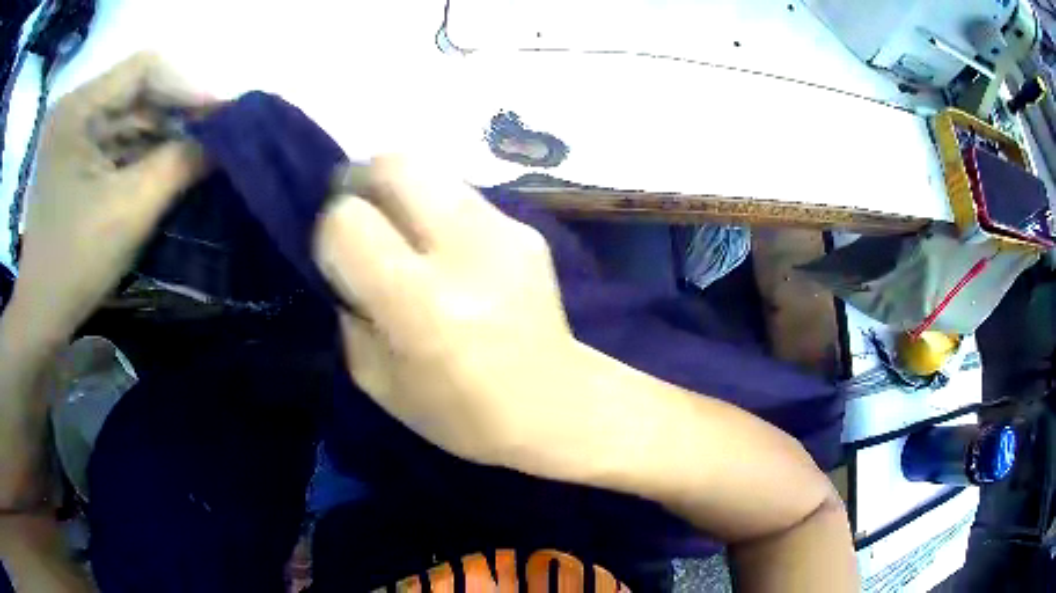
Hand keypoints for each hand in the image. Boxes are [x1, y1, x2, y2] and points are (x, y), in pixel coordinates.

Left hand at [10, 52, 209, 343]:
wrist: (40, 317)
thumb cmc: (74, 262)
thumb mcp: (129, 210)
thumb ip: (180, 164)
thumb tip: (227, 138)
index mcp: (77, 109)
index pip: (142, 70)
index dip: (185, 86)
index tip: (221, 113)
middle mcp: (73, 111)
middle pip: (134, 93)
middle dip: (175, 114)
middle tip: (215, 135)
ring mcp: (70, 136)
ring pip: (126, 119)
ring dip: (161, 136)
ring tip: (197, 153)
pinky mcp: (71, 160)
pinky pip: (114, 143)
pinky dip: (141, 154)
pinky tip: (166, 168)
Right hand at [314, 157, 578, 467]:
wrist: (555, 405)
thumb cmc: (461, 412)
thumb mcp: (378, 379)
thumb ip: (350, 310)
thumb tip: (345, 259)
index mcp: (422, 305)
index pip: (349, 221)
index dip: (332, 231)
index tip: (338, 256)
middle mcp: (465, 252)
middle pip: (394, 165)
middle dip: (362, 181)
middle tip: (360, 214)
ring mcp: (504, 232)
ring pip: (430, 169)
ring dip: (401, 192)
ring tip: (403, 232)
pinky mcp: (528, 229)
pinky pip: (463, 196)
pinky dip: (438, 211)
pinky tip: (449, 250)